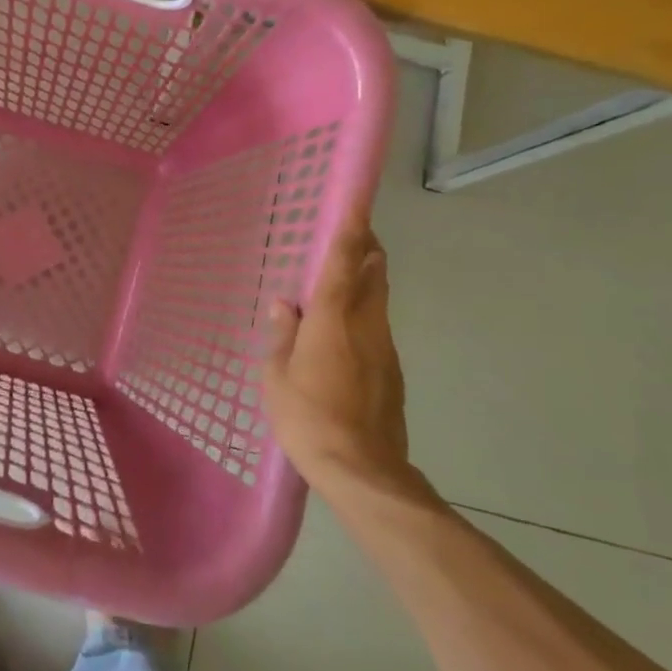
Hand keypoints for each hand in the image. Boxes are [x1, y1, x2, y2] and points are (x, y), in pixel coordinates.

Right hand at [264, 210, 428, 503]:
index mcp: (334, 319)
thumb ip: (283, 335)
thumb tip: (285, 305)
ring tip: (342, 278)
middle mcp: (367, 324)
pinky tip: (343, 333)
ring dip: (367, 280)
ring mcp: (385, 348)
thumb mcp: (277, 377)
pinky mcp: (393, 372)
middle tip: (351, 233)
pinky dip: (364, 314)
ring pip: (380, 300)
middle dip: (367, 247)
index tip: (357, 200)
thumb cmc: (308, 418)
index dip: (351, 228)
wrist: (362, 470)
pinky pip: (377, 328)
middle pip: (375, 273)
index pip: (345, 261)